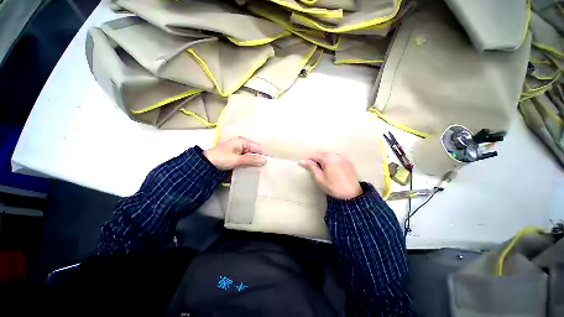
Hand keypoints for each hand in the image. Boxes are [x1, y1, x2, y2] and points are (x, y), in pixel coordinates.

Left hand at [204, 137, 265, 170]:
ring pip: (251, 156)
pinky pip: (246, 160)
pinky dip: (250, 164)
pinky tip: (253, 170)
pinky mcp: (236, 157)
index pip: (258, 147)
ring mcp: (239, 151)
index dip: (265, 154)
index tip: (273, 161)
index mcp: (242, 142)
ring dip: (255, 162)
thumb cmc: (221, 159)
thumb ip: (251, 160)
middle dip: (260, 159)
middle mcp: (242, 145)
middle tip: (268, 167)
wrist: (205, 165)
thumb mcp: (236, 159)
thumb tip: (264, 161)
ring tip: (262, 170)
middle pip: (255, 152)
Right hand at [299, 152, 361, 199]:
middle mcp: (336, 154)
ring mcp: (343, 157)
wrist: (351, 195)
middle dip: (315, 159)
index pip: (314, 155)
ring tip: (320, 168)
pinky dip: (331, 160)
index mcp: (328, 158)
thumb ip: (311, 167)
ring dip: (323, 159)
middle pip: (322, 154)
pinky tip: (330, 168)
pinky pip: (336, 157)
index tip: (302, 164)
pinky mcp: (348, 161)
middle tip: (311, 167)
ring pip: (329, 155)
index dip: (308, 159)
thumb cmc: (333, 187)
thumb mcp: (319, 178)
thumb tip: (302, 161)